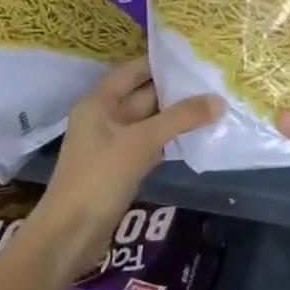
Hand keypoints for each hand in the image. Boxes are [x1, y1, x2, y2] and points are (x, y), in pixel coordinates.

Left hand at [39, 57, 222, 272]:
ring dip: (177, 116)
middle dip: (176, 90)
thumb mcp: (142, 142)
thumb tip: (219, 99)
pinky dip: (171, 139)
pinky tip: (197, 136)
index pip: (133, 71)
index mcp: (99, 102)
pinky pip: (151, 144)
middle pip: (144, 95)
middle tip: (213, 80)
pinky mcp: (122, 167)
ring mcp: (113, 144)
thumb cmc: (99, 178)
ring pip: (150, 121)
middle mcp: (104, 117)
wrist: (71, 234)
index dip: (161, 62)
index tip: (195, 55)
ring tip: (214, 104)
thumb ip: (180, 118)